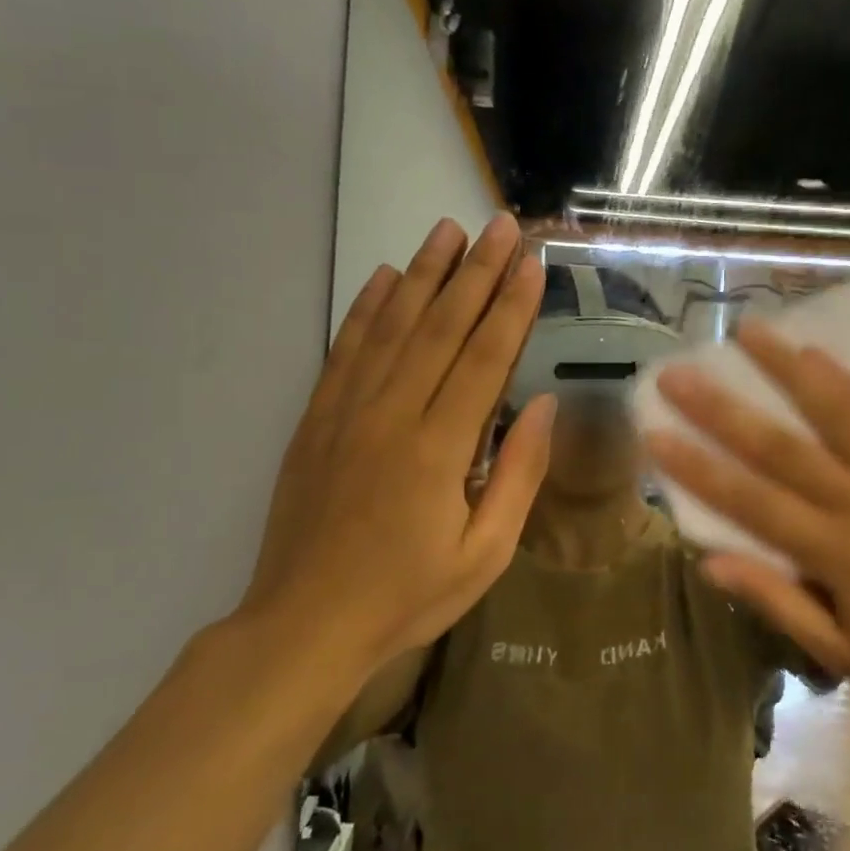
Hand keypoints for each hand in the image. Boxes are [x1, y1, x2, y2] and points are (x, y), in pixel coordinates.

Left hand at [240, 214, 552, 685]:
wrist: (304, 625)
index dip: (512, 307)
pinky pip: (345, 350)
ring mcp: (347, 412)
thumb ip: (518, 475)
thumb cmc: (407, 596)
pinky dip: (366, 309)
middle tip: (501, 226)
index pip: (485, 358)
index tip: (532, 264)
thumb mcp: (484, 554)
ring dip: (423, 274)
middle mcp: (392, 414)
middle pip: (441, 327)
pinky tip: (383, 277)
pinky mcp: (317, 419)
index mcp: (438, 448)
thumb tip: (545, 405)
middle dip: (476, 271)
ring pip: (392, 326)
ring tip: (447, 230)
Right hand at [644, 320, 849, 719]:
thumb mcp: (843, 654)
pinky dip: (843, 380)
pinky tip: (815, 352)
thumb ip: (778, 602)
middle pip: (781, 447)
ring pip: (834, 411)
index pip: (752, 502)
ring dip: (786, 367)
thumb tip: (710, 561)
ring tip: (748, 330)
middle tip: (678, 371)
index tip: (655, 432)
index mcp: (838, 554)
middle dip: (722, 407)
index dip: (698, 467)